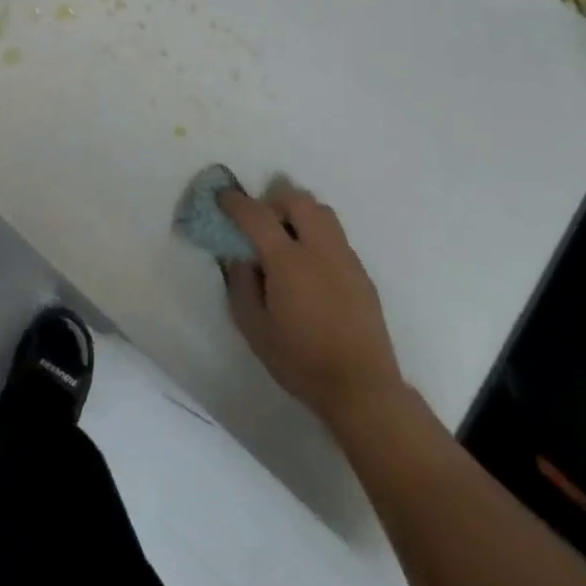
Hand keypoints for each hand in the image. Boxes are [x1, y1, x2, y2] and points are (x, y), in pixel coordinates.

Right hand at [222, 185, 406, 432]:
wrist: (362, 388)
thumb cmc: (301, 361)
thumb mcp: (254, 328)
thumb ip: (241, 285)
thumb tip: (238, 257)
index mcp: (288, 261)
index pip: (257, 215)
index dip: (236, 202)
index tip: (223, 197)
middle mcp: (319, 249)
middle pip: (297, 200)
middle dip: (273, 200)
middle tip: (259, 221)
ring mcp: (345, 258)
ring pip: (322, 212)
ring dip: (299, 213)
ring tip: (286, 238)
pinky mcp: (362, 272)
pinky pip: (336, 235)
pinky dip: (317, 234)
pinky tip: (310, 266)